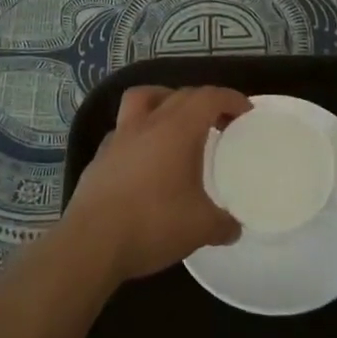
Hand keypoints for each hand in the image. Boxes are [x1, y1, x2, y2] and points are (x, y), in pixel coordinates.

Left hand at [61, 86, 249, 283]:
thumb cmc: (152, 224)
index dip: (230, 99)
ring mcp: (119, 137)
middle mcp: (148, 123)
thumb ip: (222, 224)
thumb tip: (233, 228)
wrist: (91, 243)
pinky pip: (125, 129)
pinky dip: (142, 132)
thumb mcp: (200, 227)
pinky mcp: (100, 156)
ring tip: (178, 124)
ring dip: (166, 101)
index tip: (245, 111)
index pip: (208, 97)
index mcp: (177, 129)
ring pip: (143, 99)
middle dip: (204, 101)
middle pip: (180, 94)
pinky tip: (147, 158)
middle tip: (221, 122)